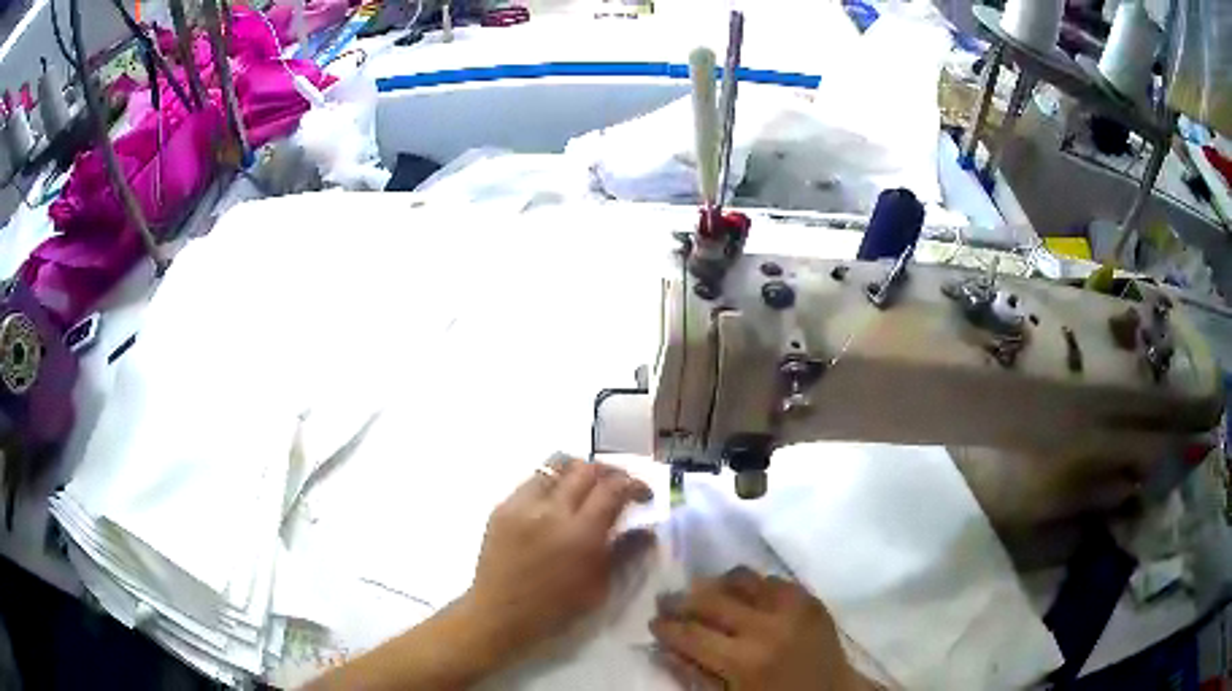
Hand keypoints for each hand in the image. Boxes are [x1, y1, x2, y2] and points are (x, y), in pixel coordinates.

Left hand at [462, 456, 653, 665]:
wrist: (500, 612)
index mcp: (581, 535)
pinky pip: (533, 481)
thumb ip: (624, 553)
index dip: (634, 485)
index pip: (614, 490)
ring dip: (579, 470)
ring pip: (556, 465)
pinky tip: (556, 500)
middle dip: (611, 472)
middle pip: (587, 469)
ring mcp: (523, 505)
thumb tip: (647, 530)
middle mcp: (552, 511)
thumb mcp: (599, 587)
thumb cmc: (555, 607)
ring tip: (588, 484)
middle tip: (620, 485)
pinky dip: (552, 482)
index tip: (644, 494)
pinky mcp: (503, 506)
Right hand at [651, 567, 869, 690]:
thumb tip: (664, 646)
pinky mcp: (810, 599)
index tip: (653, 622)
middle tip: (667, 600)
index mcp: (743, 661)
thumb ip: (695, 673)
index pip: (691, 634)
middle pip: (711, 600)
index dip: (666, 627)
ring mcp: (793, 608)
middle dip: (682, 600)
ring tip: (703, 592)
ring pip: (741, 579)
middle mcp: (766, 627)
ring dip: (716, 584)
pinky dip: (751, 585)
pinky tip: (742, 594)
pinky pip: (772, 579)